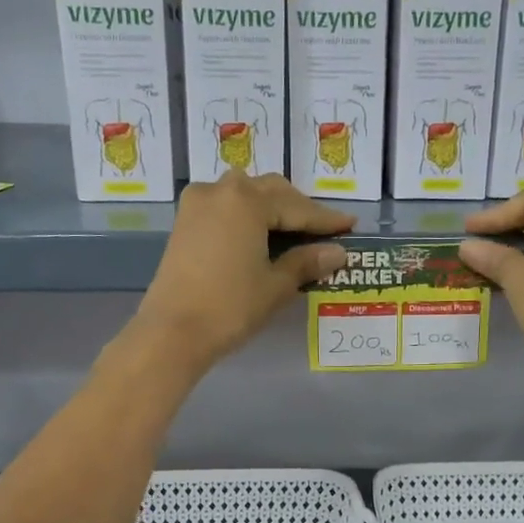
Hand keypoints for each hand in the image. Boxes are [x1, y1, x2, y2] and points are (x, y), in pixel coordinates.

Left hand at [135, 172, 352, 371]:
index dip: (326, 220)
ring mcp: (198, 204)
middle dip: (299, 210)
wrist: (172, 332)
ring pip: (246, 195)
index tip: (351, 226)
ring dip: (272, 209)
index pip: (297, 207)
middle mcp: (222, 190)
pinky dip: (248, 216)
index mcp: (247, 200)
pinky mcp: (185, 222)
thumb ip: (307, 262)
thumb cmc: (230, 307)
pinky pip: (226, 207)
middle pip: (271, 192)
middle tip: (324, 231)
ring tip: (294, 233)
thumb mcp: (276, 285)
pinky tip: (262, 236)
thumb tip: (338, 252)